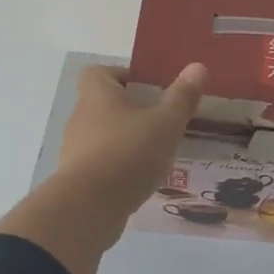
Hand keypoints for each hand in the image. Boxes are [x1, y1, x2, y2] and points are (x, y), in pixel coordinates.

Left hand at [0, 62, 205, 273]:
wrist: (89, 207)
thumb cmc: (129, 153)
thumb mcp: (166, 123)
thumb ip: (182, 97)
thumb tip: (198, 66)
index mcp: (97, 95)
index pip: (99, 72)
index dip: (121, 75)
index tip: (147, 88)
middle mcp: (80, 118)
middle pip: (103, 105)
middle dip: (130, 111)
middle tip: (160, 121)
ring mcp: (75, 150)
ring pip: (102, 136)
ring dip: (125, 140)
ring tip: (155, 153)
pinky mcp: (76, 179)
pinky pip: (100, 164)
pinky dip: (118, 167)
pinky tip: (140, 180)